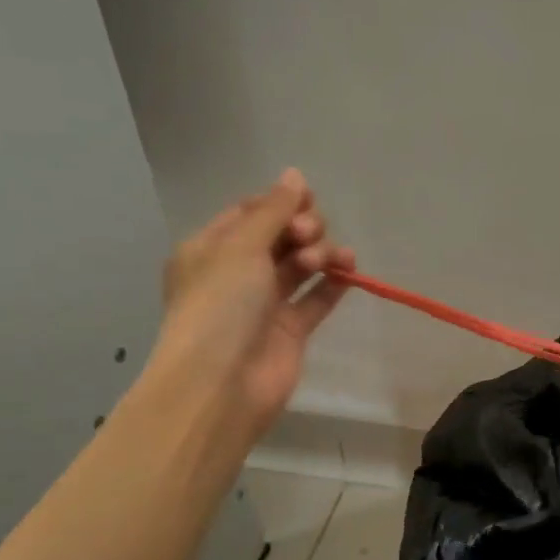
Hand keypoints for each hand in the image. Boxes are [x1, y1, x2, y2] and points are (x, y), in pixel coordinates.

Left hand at [141, 168, 352, 441]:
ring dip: (320, 254)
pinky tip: (349, 273)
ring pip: (300, 266)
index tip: (306, 200)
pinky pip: (316, 298)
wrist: (221, 384)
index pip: (250, 213)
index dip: (279, 203)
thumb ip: (273, 211)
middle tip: (309, 236)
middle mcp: (236, 274)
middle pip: (279, 237)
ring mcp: (264, 304)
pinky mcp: (290, 331)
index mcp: (210, 250)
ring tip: (329, 261)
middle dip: (302, 229)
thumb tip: (295, 175)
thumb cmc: (220, 306)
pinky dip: (332, 284)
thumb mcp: (241, 247)